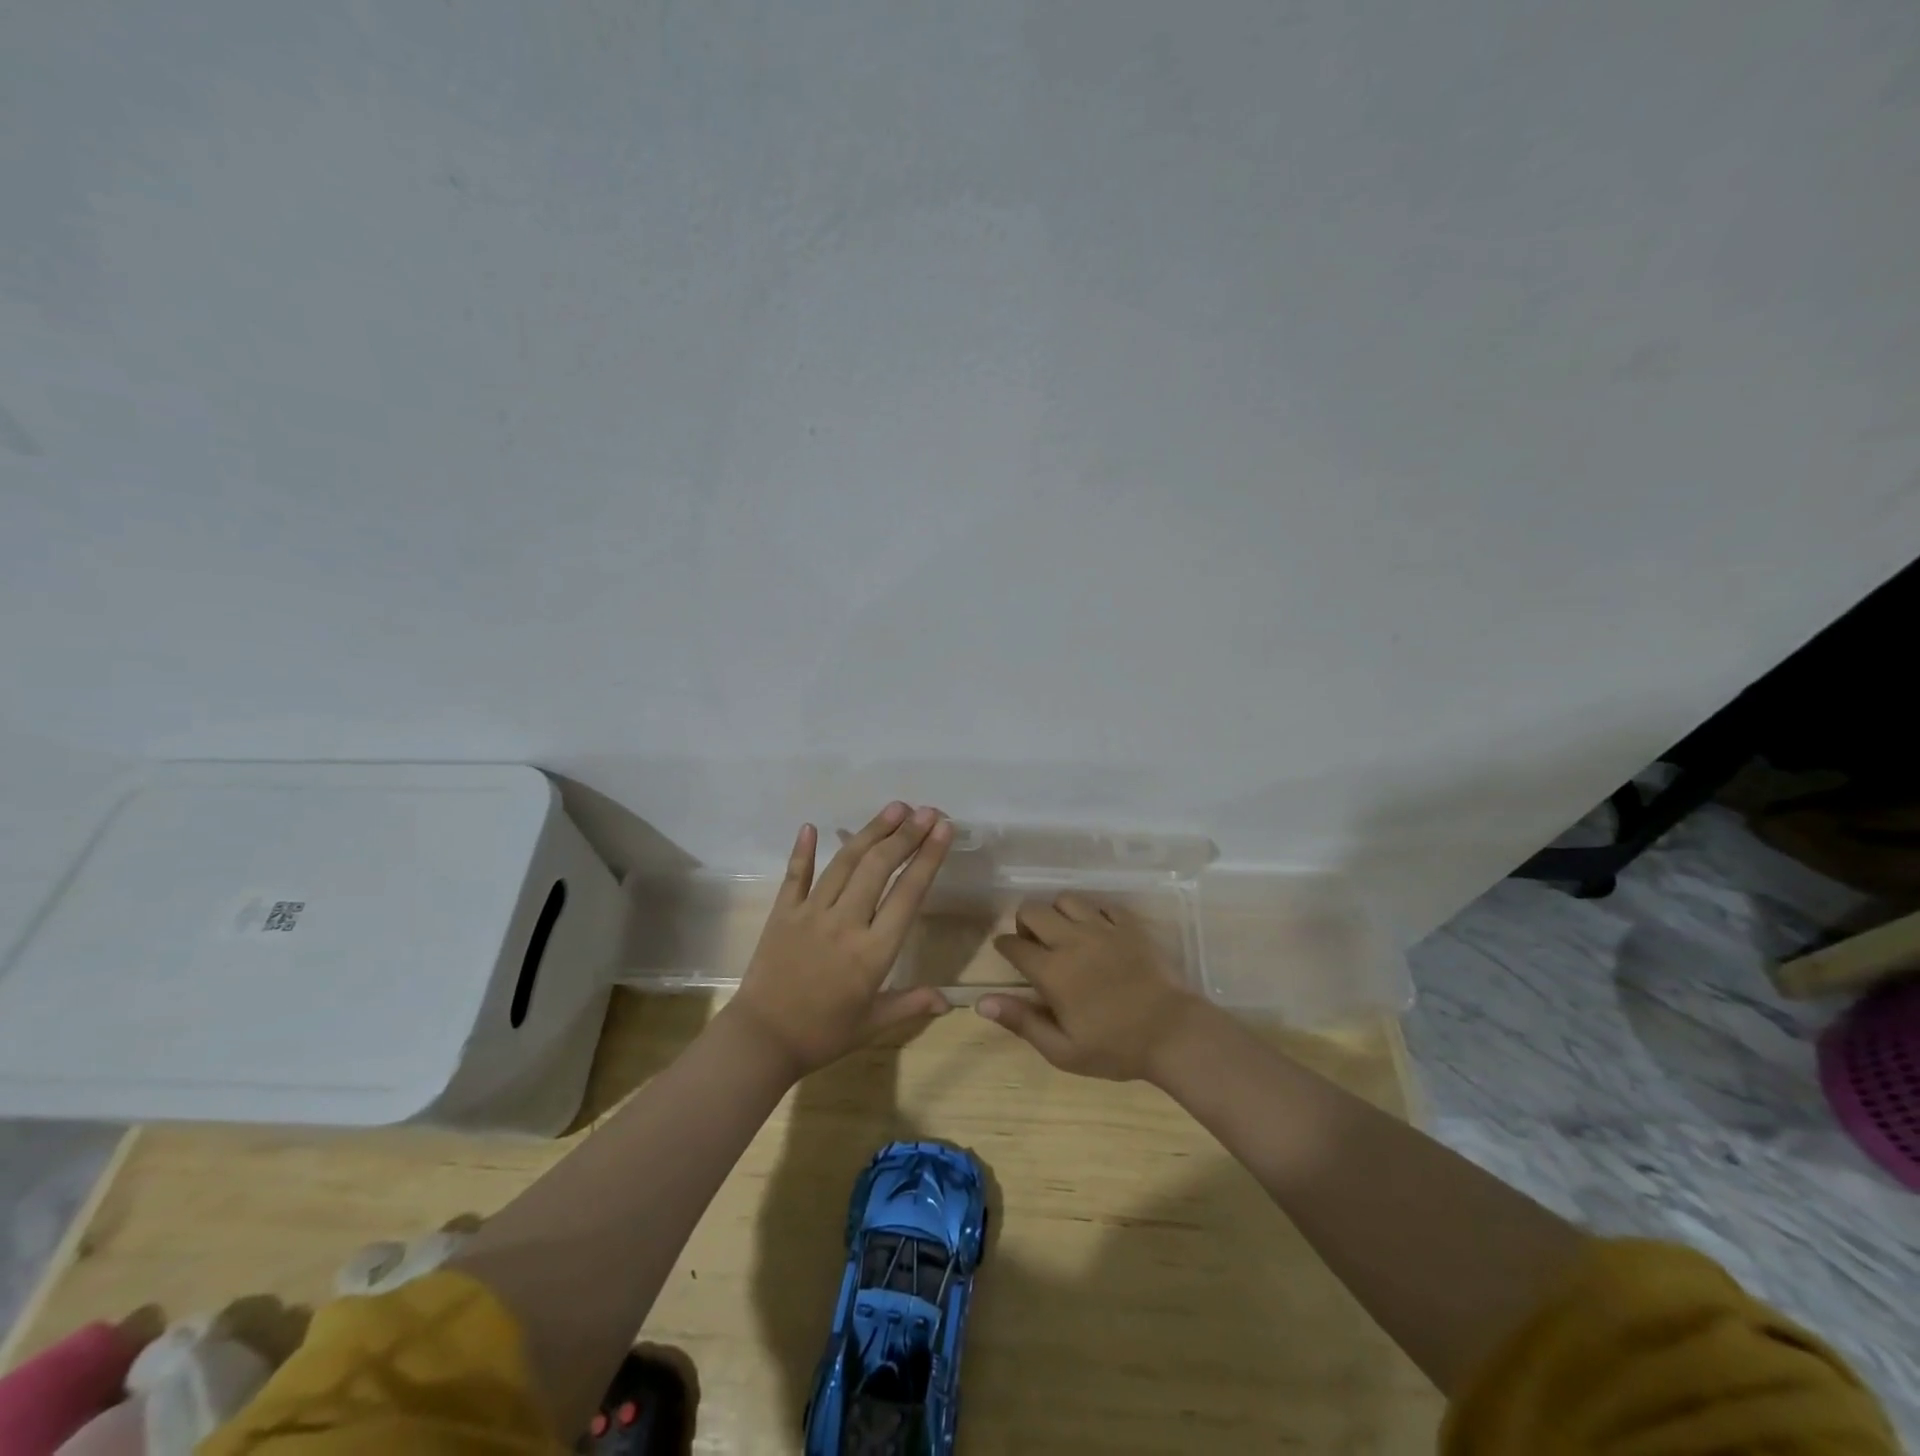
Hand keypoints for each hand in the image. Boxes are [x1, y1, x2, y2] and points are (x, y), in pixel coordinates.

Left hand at [725, 803, 953, 1078]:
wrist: (762, 1041)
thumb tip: (950, 1000)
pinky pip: (795, 875)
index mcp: (873, 952)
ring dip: (871, 832)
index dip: (928, 858)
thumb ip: (911, 1004)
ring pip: (844, 862)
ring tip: (894, 808)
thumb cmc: (823, 1035)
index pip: (908, 894)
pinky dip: (803, 850)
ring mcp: (810, 913)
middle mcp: (845, 923)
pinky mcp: (782, 913)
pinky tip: (810, 826)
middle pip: (879, 867)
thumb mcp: (872, 1024)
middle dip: (906, 835)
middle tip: (927, 811)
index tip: (944, 830)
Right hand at [977, 893, 1207, 1081]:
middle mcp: (1072, 940)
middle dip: (1025, 922)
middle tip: (1035, 944)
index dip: (1004, 947)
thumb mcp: (1062, 1049)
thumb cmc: (1115, 1048)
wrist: (1173, 1033)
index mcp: (1052, 971)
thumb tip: (981, 1003)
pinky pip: (1101, 904)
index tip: (1007, 954)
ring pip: (1066, 899)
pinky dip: (1093, 913)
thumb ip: (1021, 1021)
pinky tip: (1097, 932)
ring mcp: (1103, 928)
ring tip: (1065, 934)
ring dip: (1057, 913)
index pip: (1013, 944)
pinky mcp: (1129, 924)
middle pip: (1033, 910)